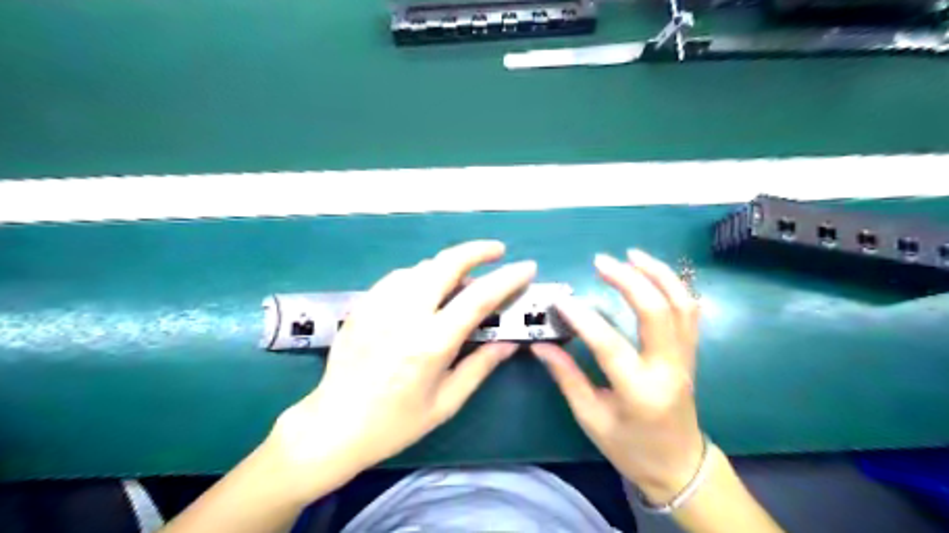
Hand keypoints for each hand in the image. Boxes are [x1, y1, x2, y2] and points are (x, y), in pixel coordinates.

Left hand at [268, 240, 532, 497]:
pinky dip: (420, 276)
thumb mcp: (446, 402)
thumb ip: (480, 366)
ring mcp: (379, 306)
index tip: (526, 268)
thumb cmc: (395, 422)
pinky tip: (424, 290)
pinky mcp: (363, 305)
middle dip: (477, 250)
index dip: (507, 279)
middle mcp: (405, 315)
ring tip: (462, 279)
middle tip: (496, 251)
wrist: (333, 425)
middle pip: (446, 264)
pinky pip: (398, 278)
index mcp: (431, 343)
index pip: (478, 298)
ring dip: (448, 265)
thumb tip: (510, 342)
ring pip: (421, 267)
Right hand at [533, 248, 702, 502]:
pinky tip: (655, 273)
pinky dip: (675, 286)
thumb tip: (540, 346)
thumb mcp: (591, 418)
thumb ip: (567, 377)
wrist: (678, 465)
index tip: (560, 300)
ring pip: (681, 305)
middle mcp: (668, 369)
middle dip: (629, 280)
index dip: (583, 319)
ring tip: (632, 255)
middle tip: (602, 262)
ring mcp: (685, 358)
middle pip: (657, 312)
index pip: (610, 345)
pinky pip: (689, 311)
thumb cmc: (630, 447)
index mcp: (640, 392)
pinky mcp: (690, 353)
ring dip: (658, 274)